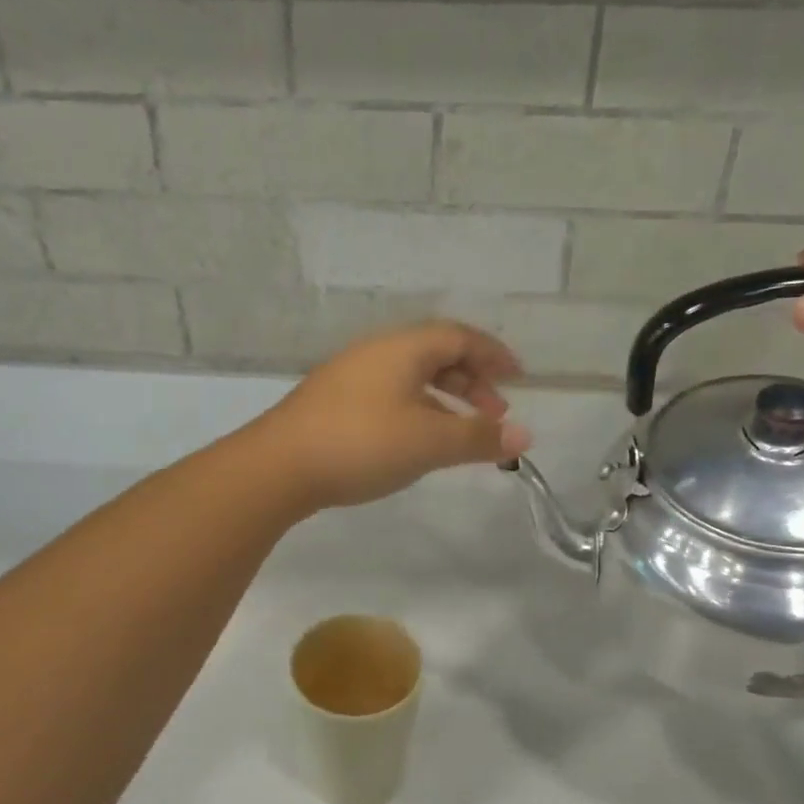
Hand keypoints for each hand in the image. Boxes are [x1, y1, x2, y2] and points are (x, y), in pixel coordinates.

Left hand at [252, 321, 532, 509]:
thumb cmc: (362, 444)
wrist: (278, 466)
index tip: (518, 378)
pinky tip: (417, 439)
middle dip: (471, 380)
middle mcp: (377, 352)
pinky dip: (417, 409)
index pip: (460, 336)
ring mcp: (350, 375)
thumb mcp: (429, 442)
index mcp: (403, 348)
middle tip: (493, 413)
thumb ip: (478, 437)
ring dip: (444, 398)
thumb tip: (525, 435)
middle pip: (436, 352)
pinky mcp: (333, 401)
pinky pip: (390, 393)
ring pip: (411, 375)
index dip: (493, 354)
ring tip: (461, 431)